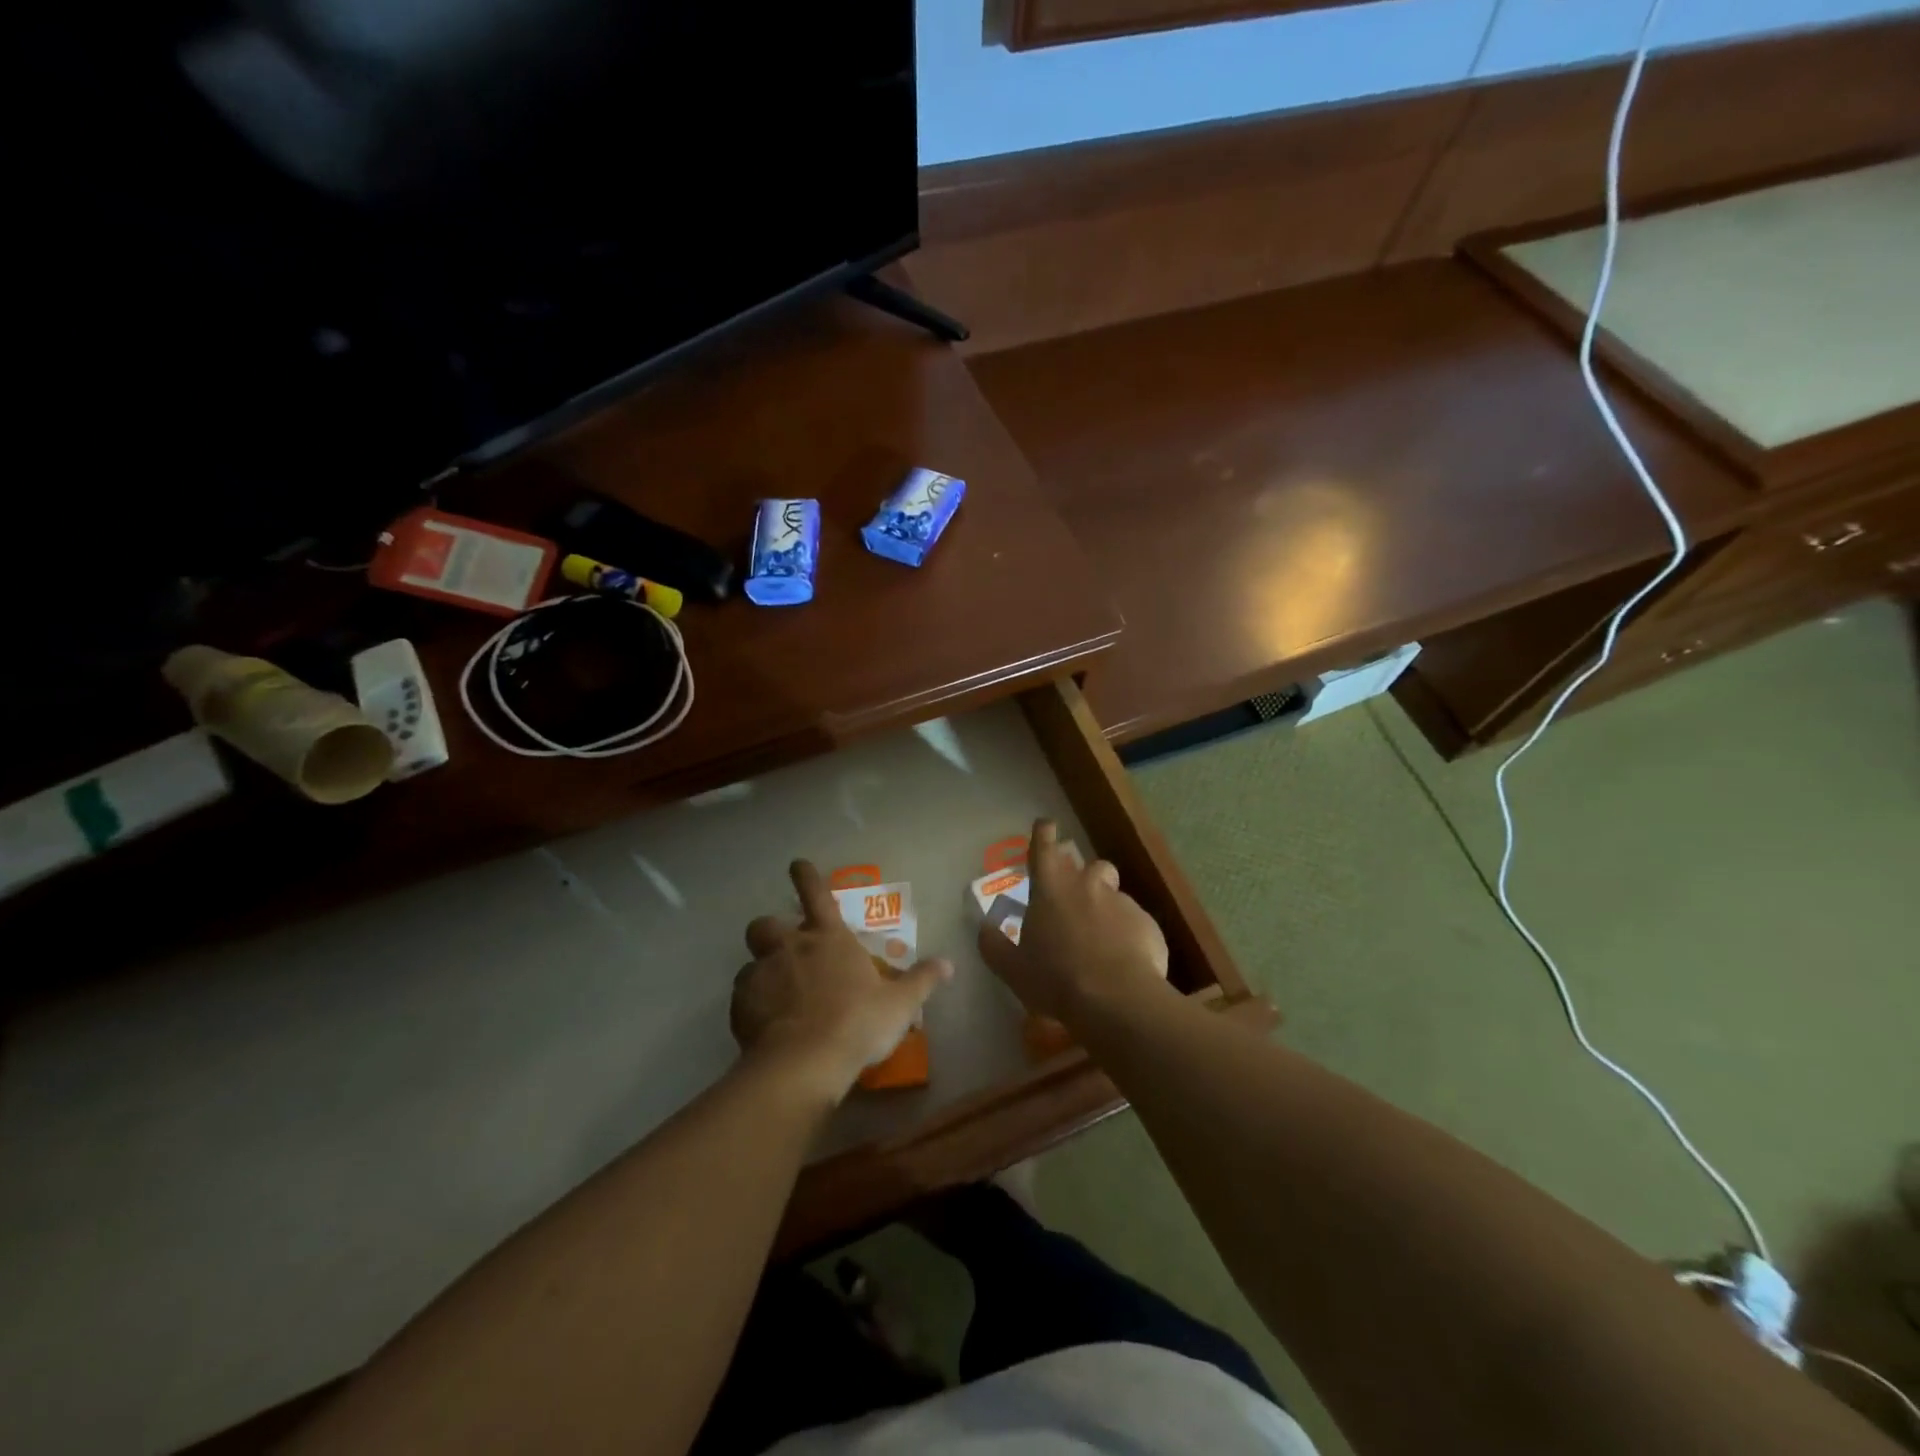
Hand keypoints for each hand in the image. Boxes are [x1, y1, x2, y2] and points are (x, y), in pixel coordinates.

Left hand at [732, 859, 951, 1103]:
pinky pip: (742, 997)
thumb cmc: (857, 1023)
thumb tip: (949, 964)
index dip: (806, 876)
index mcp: (829, 938)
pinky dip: (752, 1004)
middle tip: (784, 950)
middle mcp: (790, 946)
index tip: (796, 864)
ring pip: (751, 961)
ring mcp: (762, 973)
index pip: (815, 894)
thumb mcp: (900, 1004)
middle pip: (766, 924)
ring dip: (761, 971)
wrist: (805, 1062)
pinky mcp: (741, 1004)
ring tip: (775, 995)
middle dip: (771, 931)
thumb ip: (922, 980)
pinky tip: (764, 1025)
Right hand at [976, 819, 1169, 1021]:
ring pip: (1113, 892)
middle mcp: (1087, 884)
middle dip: (1083, 877)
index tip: (1045, 826)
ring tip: (1102, 935)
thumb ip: (994, 945)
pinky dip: (1127, 933)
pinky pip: (1134, 921)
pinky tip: (1124, 960)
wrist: (1117, 1000)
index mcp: (1051, 888)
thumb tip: (984, 929)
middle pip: (1087, 865)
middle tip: (1075, 903)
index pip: (1044, 845)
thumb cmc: (1056, 979)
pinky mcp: (1146, 922)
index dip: (1043, 833)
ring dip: (1106, 905)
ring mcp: (1120, 901)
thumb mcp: (1013, 969)